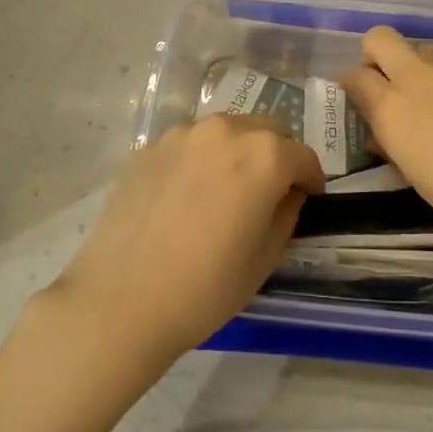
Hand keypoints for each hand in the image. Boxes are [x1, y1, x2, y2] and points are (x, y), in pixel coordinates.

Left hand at [45, 115, 322, 367]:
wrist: (121, 301)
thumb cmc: (206, 287)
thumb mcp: (265, 258)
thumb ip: (286, 214)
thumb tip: (287, 194)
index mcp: (264, 155)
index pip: (303, 156)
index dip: (311, 179)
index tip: (307, 198)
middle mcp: (226, 131)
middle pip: (266, 130)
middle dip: (277, 155)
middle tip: (268, 191)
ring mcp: (182, 135)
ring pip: (225, 132)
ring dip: (236, 152)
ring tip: (224, 191)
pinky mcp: (148, 148)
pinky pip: (189, 145)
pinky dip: (199, 160)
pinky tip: (186, 197)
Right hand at [342, 27, 432, 272]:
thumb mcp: (421, 181)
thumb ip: (396, 144)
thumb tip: (386, 129)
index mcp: (393, 108)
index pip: (353, 76)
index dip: (355, 87)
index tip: (364, 102)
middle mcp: (421, 75)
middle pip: (380, 39)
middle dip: (378, 56)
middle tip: (395, 87)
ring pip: (429, 52)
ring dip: (430, 73)